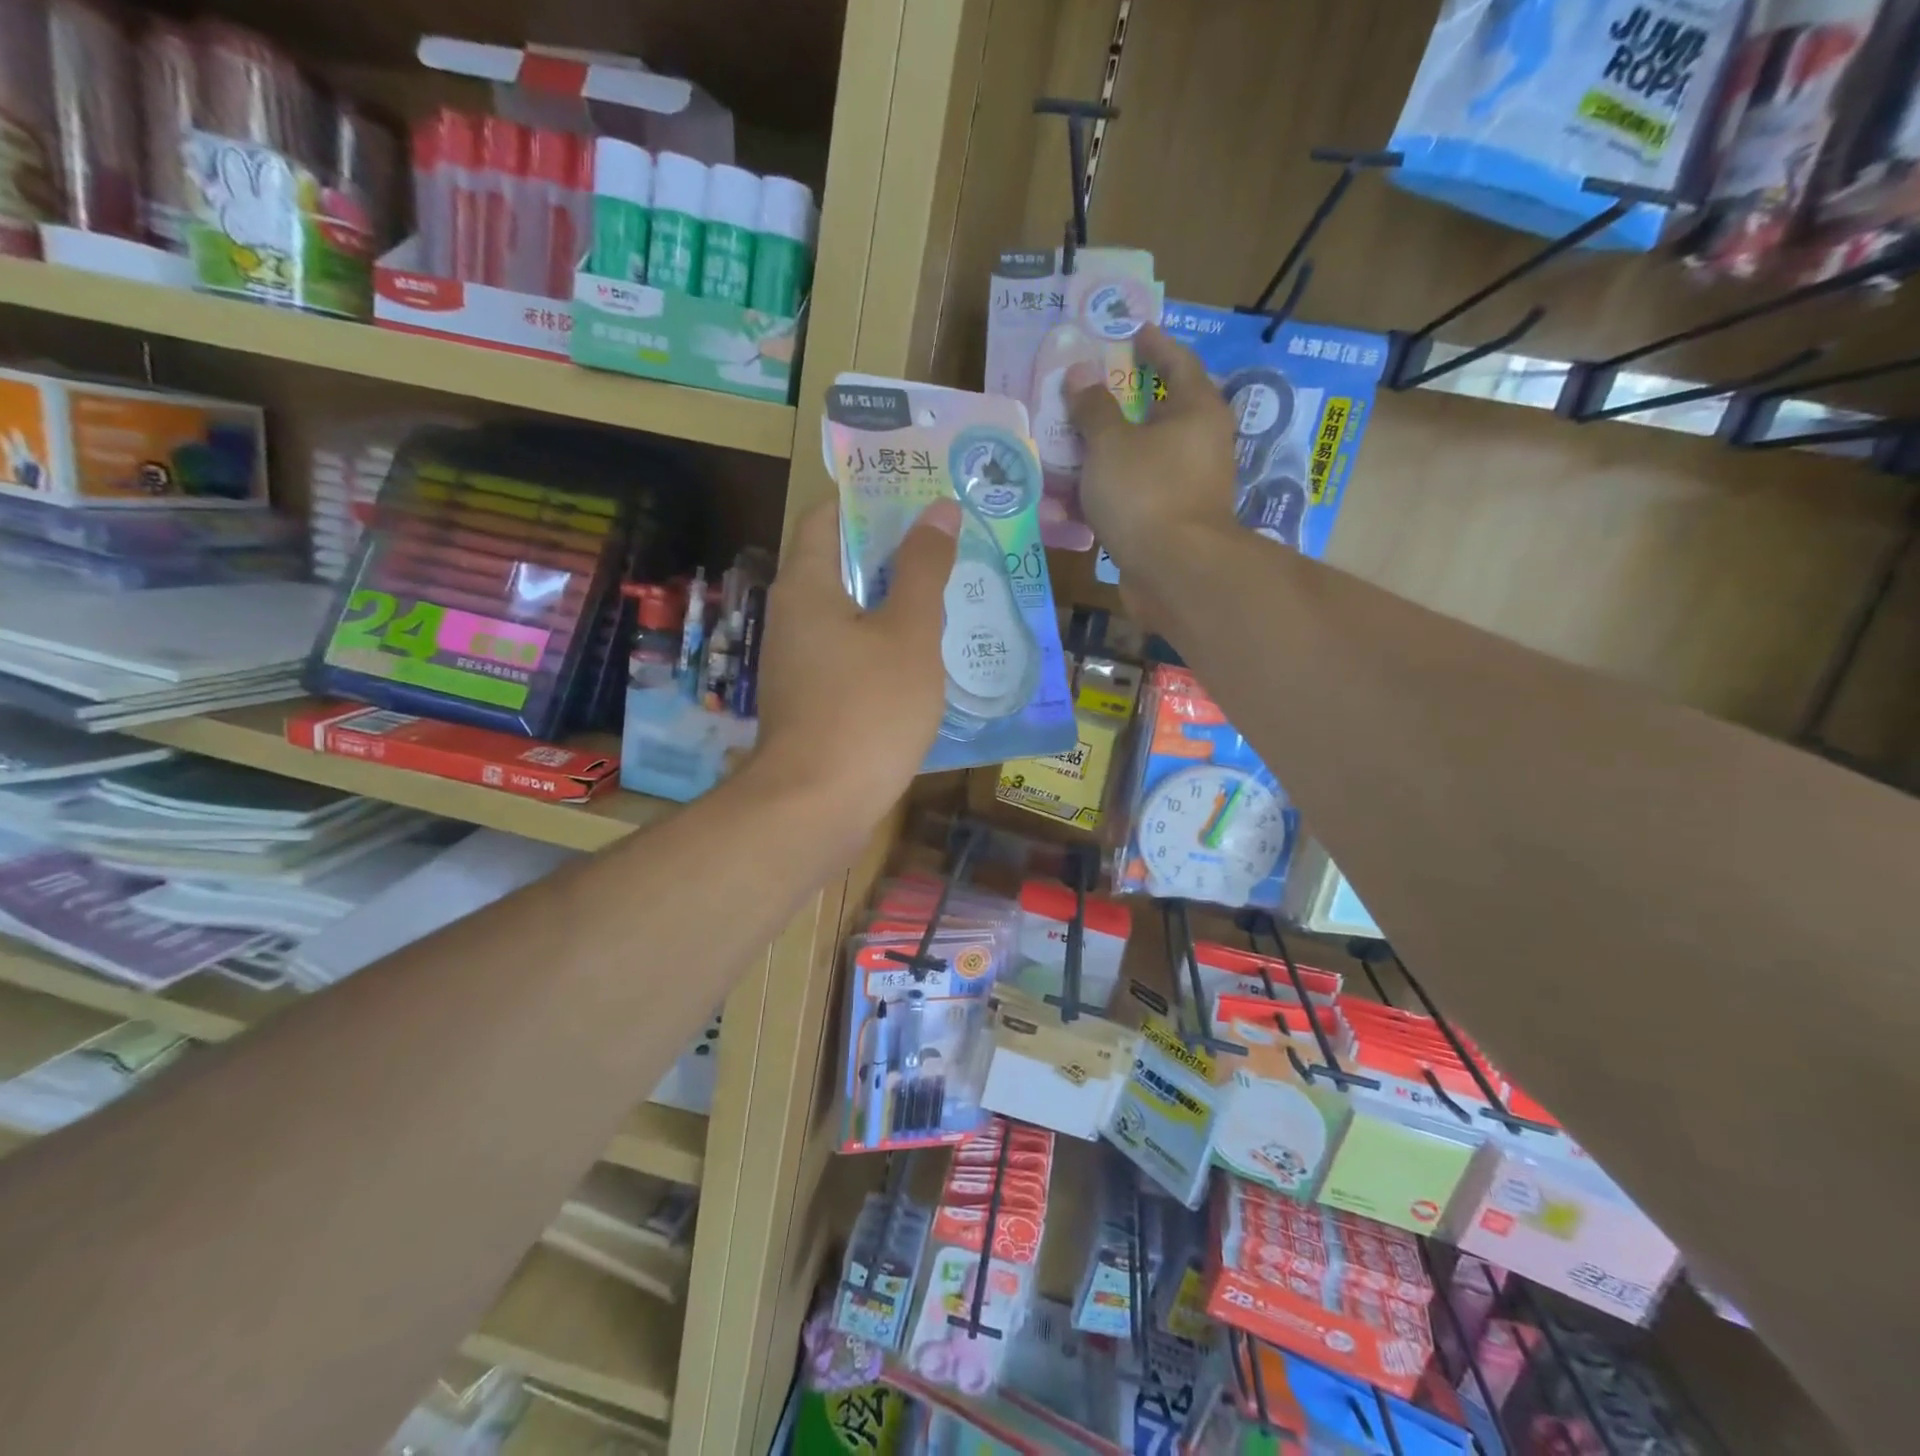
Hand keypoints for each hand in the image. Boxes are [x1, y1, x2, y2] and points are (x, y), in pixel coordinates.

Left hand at [749, 498, 958, 831]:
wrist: (817, 807)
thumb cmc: (867, 710)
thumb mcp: (909, 633)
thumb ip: (925, 569)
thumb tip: (939, 509)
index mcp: (807, 585)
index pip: (829, 516)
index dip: (873, 500)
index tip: (923, 499)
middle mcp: (793, 616)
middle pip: (843, 565)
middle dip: (896, 554)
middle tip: (952, 550)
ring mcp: (799, 664)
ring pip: (852, 615)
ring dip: (896, 605)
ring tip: (952, 599)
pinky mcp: (812, 702)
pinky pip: (852, 656)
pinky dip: (886, 648)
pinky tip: (927, 661)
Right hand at [1066, 324, 1238, 602]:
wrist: (1174, 572)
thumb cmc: (1146, 493)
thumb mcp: (1110, 444)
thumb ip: (1093, 407)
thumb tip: (1080, 372)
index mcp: (1197, 411)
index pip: (1178, 362)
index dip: (1154, 345)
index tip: (1133, 333)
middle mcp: (1200, 445)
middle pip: (1159, 413)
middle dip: (1122, 403)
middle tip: (1089, 390)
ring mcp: (1188, 487)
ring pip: (1142, 458)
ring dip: (1109, 452)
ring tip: (1071, 444)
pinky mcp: (1171, 522)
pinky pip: (1135, 495)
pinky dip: (1109, 491)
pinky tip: (1076, 495)